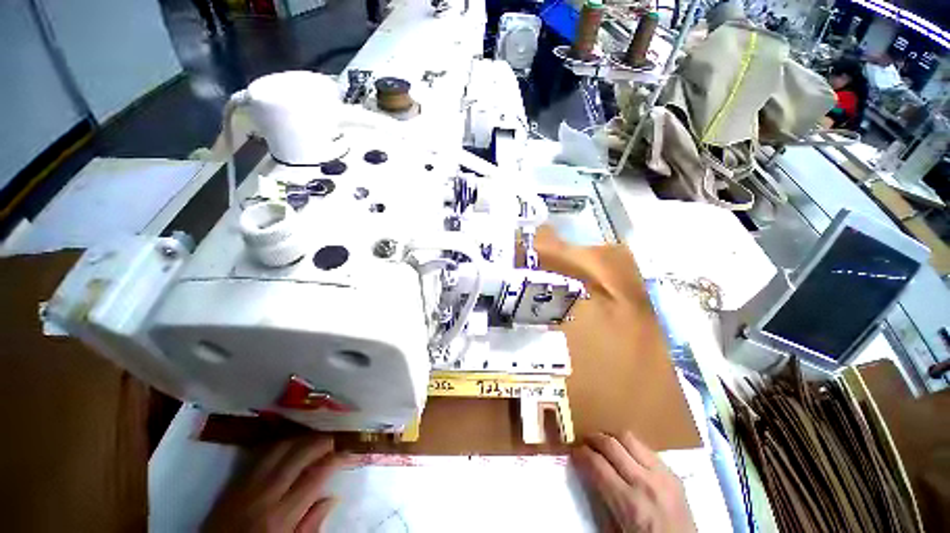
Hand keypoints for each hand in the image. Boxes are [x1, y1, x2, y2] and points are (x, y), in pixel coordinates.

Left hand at [204, 435, 346, 532]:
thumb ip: (310, 526)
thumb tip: (332, 498)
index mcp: (280, 517)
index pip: (315, 477)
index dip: (335, 460)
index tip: (347, 453)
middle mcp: (263, 494)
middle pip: (297, 454)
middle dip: (320, 442)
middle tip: (334, 440)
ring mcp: (246, 486)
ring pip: (278, 448)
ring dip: (300, 438)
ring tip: (314, 438)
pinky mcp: (233, 483)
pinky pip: (259, 455)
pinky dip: (278, 444)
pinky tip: (288, 444)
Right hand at [572, 432, 695, 532]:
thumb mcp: (614, 530)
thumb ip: (599, 499)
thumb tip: (584, 471)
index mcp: (629, 503)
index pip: (596, 464)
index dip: (580, 453)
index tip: (573, 451)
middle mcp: (645, 483)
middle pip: (611, 444)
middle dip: (593, 438)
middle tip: (584, 441)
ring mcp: (662, 475)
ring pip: (629, 437)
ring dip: (611, 437)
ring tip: (603, 443)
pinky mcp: (673, 473)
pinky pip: (646, 448)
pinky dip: (630, 446)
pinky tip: (626, 454)